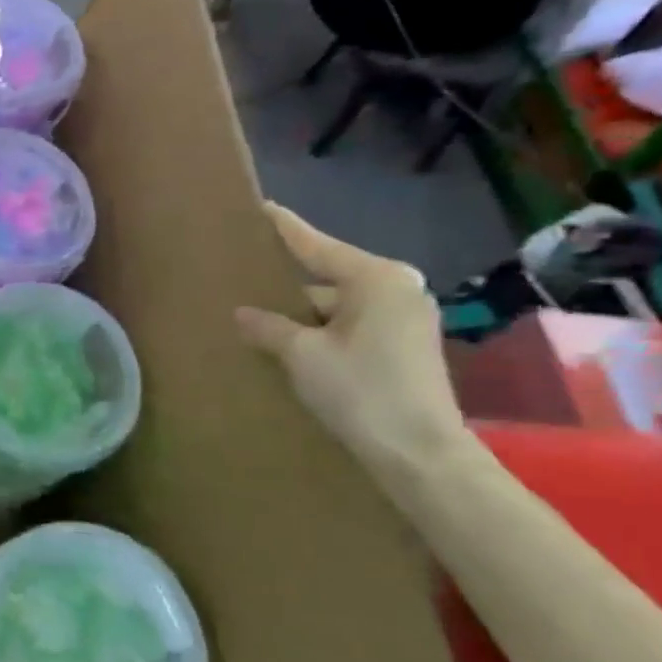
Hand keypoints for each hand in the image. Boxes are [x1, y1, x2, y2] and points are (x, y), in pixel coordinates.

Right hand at [235, 203, 468, 473]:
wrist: (419, 453)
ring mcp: (405, 318)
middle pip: (328, 277)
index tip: (262, 207)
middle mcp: (397, 289)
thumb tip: (242, 313)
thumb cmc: (360, 391)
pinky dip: (322, 332)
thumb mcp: (302, 355)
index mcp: (376, 279)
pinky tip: (290, 345)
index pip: (317, 246)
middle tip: (246, 278)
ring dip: (303, 315)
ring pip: (338, 305)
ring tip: (259, 320)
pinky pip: (351, 325)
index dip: (285, 229)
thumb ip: (268, 327)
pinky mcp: (405, 346)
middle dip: (288, 284)